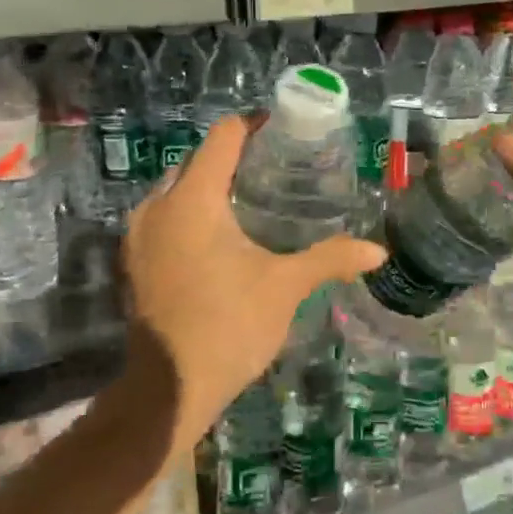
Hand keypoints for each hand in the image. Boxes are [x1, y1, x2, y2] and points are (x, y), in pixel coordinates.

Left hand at [121, 115, 384, 452]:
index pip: (222, 137)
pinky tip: (218, 239)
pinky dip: (189, 214)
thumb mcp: (285, 287)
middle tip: (273, 170)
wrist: (170, 386)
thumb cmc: (229, 325)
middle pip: (196, 160)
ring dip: (208, 187)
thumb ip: (330, 259)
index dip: (253, 126)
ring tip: (249, 202)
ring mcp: (138, 234)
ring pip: (175, 190)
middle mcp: (157, 205)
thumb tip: (379, 251)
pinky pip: (163, 217)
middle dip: (231, 158)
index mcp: (193, 198)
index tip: (282, 131)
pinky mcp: (133, 260)